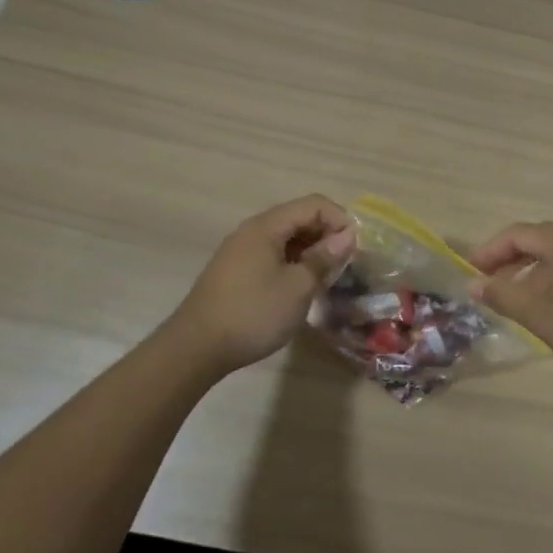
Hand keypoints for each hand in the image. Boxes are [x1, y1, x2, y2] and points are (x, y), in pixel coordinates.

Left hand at [162, 196, 355, 375]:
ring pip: (286, 239)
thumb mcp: (297, 287)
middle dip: (327, 235)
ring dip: (311, 252)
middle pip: (299, 218)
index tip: (356, 249)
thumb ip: (323, 258)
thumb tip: (346, 237)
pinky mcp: (236, 271)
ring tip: (328, 278)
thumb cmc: (253, 314)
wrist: (196, 348)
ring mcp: (241, 251)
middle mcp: (252, 231)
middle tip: (346, 265)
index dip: (340, 220)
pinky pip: (273, 255)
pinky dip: (294, 263)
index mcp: (267, 226)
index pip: (314, 205)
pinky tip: (302, 287)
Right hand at [469, 221, 552, 384]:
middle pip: (540, 240)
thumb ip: (505, 296)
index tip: (472, 272)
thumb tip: (473, 284)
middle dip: (512, 261)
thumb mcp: (542, 316)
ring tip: (522, 300)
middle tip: (492, 285)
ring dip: (536, 272)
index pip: (517, 234)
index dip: (490, 251)